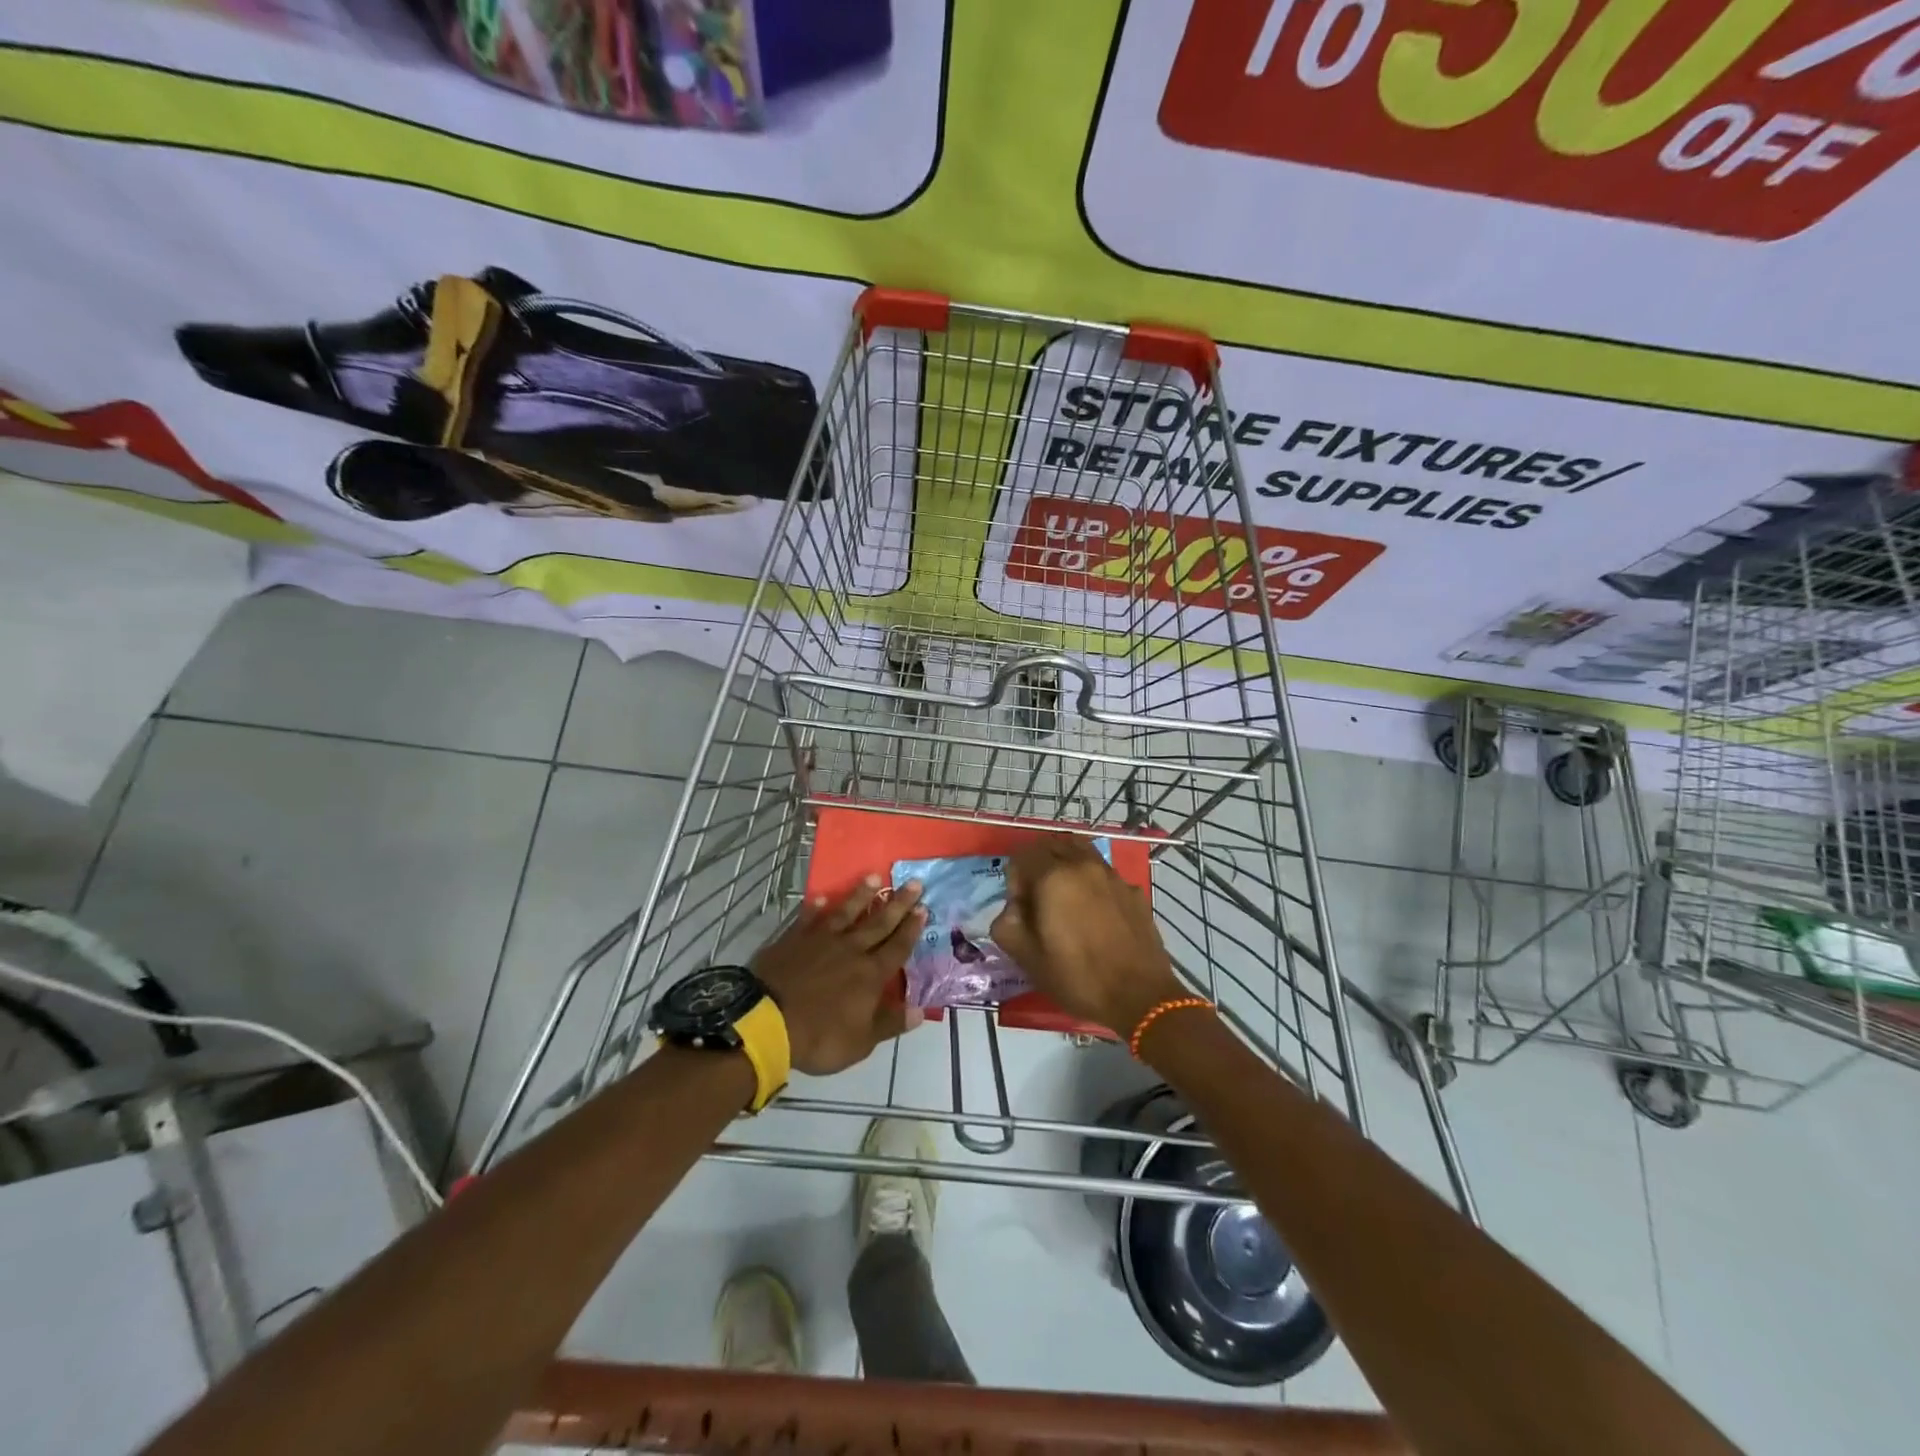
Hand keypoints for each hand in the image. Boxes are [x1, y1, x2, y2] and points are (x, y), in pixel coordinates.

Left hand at [753, 877, 925, 1075]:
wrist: (767, 1021)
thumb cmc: (819, 1037)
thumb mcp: (861, 1041)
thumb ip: (890, 1023)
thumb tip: (920, 1011)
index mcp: (870, 974)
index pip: (898, 947)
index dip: (911, 928)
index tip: (923, 907)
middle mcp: (851, 950)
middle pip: (879, 923)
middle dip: (898, 904)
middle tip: (913, 883)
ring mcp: (821, 941)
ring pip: (846, 913)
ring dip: (861, 895)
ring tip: (874, 876)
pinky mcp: (794, 939)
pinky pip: (809, 919)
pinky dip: (816, 908)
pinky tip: (823, 898)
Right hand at [990, 837, 1186, 1037]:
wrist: (1139, 996)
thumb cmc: (1077, 977)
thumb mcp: (1026, 958)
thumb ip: (1006, 924)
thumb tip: (1014, 909)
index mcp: (1053, 877)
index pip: (1022, 855)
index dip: (1014, 878)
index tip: (1021, 907)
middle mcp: (1083, 865)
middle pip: (1052, 845)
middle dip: (1038, 865)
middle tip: (1038, 899)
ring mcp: (1112, 875)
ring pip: (1081, 851)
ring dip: (1066, 865)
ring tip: (1065, 897)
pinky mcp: (1133, 890)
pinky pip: (1104, 872)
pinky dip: (1091, 880)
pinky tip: (1095, 913)